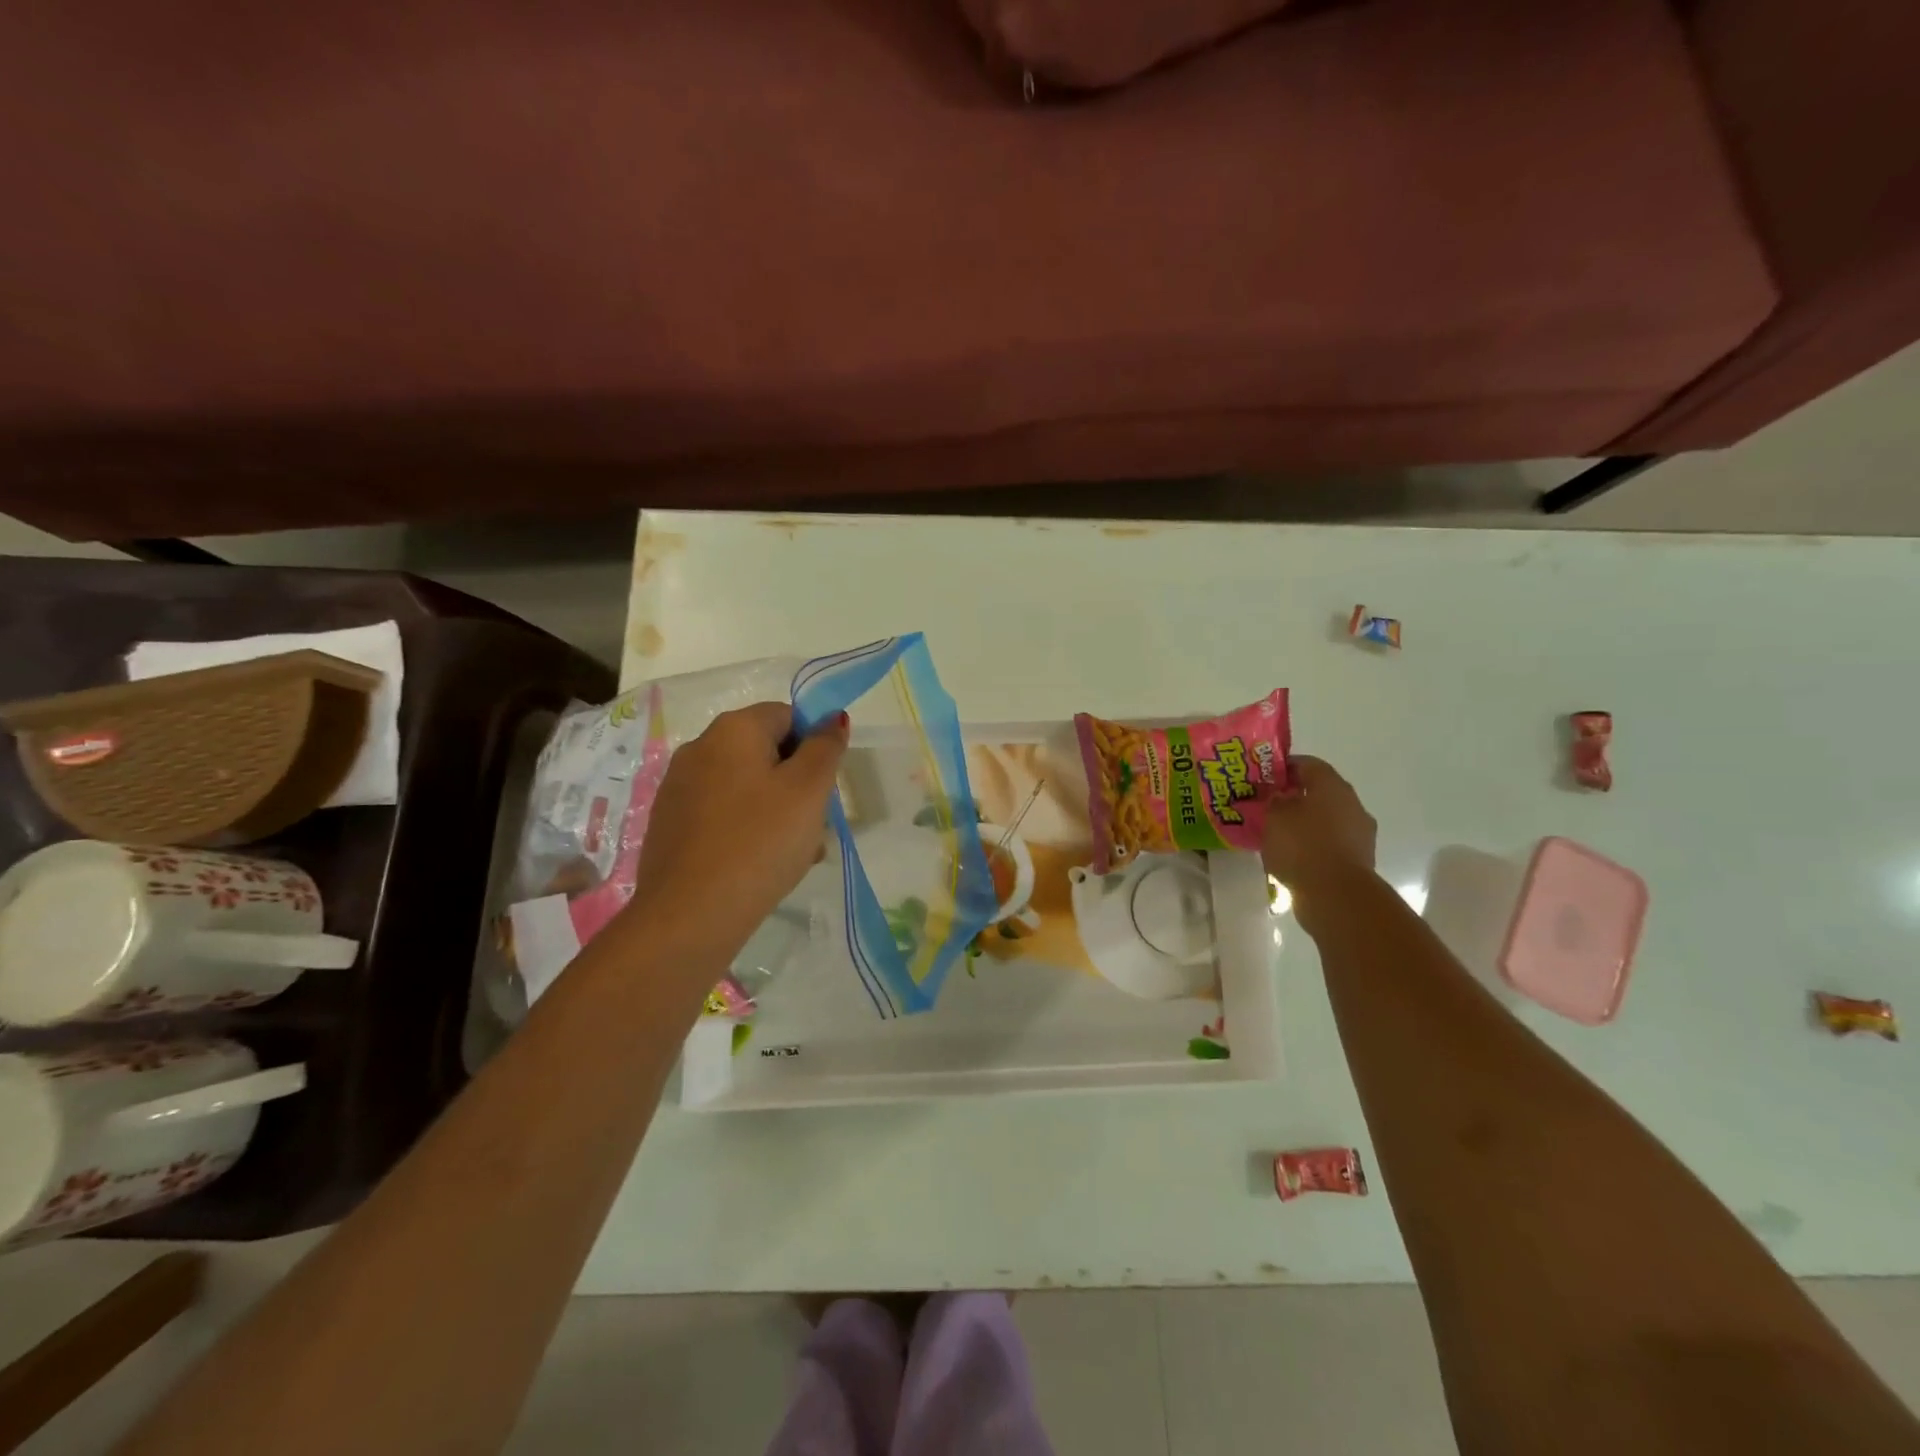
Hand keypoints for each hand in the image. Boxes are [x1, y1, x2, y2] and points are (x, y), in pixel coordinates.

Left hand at [626, 702, 849, 965]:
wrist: (690, 915)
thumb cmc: (760, 842)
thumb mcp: (809, 790)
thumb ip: (826, 747)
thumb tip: (832, 717)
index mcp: (733, 729)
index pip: (788, 716)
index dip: (814, 747)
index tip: (823, 789)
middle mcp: (699, 747)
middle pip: (766, 752)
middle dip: (797, 783)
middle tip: (814, 826)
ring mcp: (679, 787)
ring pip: (746, 786)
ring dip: (776, 810)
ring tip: (793, 854)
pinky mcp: (669, 824)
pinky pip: (722, 813)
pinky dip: (746, 828)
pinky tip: (758, 864)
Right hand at [1261, 756, 1377, 892]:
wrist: (1337, 895)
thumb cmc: (1301, 846)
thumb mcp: (1273, 817)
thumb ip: (1273, 801)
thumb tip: (1278, 796)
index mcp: (1331, 785)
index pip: (1308, 764)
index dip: (1284, 767)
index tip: (1265, 777)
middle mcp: (1351, 803)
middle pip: (1321, 791)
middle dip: (1296, 796)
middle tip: (1270, 805)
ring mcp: (1360, 832)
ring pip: (1328, 818)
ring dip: (1306, 822)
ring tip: (1279, 834)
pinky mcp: (1360, 858)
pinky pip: (1333, 842)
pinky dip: (1315, 844)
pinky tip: (1295, 855)